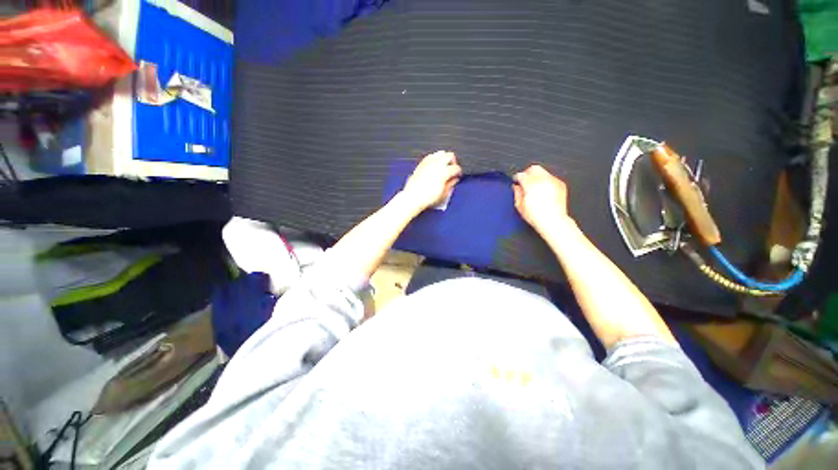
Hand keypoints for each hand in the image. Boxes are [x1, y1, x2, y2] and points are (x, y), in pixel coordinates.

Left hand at [402, 151, 462, 211]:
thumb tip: (454, 180)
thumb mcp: (443, 194)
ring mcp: (429, 162)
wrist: (413, 197)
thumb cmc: (427, 197)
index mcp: (444, 172)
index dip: (459, 172)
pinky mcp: (422, 163)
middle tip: (452, 169)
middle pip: (450, 155)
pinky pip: (431, 156)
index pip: (456, 168)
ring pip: (440, 153)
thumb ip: (451, 184)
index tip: (458, 175)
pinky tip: (434, 165)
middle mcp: (437, 164)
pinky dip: (435, 159)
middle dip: (453, 162)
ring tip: (444, 166)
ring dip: (444, 158)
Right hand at [513, 165, 570, 233]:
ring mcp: (553, 181)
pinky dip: (546, 182)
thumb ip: (516, 193)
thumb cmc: (536, 216)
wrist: (553, 221)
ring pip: (543, 172)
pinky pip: (551, 178)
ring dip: (537, 177)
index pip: (521, 175)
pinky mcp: (560, 184)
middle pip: (533, 168)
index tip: (516, 181)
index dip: (517, 178)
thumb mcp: (519, 206)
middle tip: (524, 181)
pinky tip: (543, 191)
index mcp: (531, 184)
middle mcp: (543, 180)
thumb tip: (516, 187)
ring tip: (534, 187)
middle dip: (527, 173)